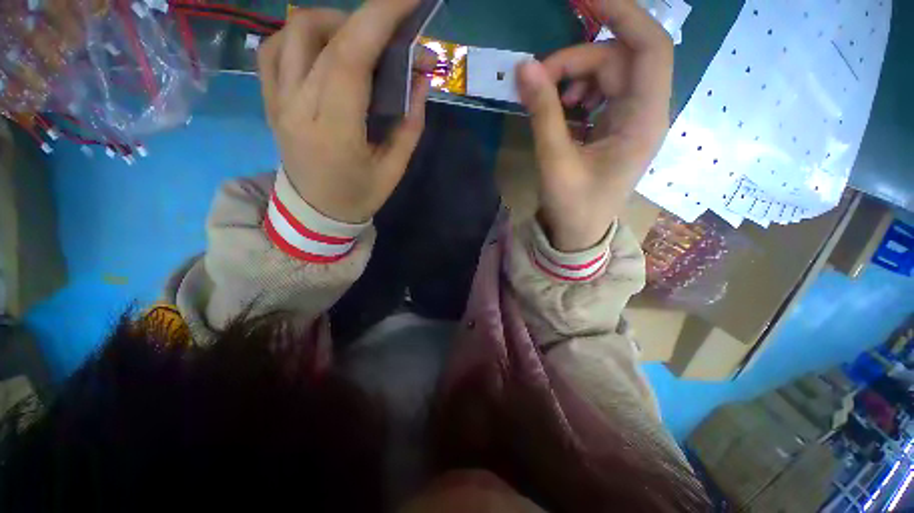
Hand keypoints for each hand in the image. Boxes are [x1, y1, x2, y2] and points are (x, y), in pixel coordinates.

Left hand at [257, 0, 430, 222]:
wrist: (317, 211)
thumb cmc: (360, 195)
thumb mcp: (394, 168)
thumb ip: (411, 123)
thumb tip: (421, 77)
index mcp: (335, 132)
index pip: (350, 58)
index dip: (379, 18)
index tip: (408, 0)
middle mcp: (298, 107)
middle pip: (322, 35)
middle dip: (366, 20)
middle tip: (392, 34)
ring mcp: (277, 100)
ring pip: (294, 32)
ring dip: (332, 23)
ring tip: (359, 43)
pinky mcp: (269, 99)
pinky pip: (274, 48)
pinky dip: (301, 35)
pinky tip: (323, 49)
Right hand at [516, 0, 673, 251]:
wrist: (579, 233)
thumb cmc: (573, 206)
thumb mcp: (555, 161)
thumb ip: (543, 113)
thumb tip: (524, 68)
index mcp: (643, 121)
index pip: (649, 47)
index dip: (622, 14)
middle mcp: (644, 112)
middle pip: (616, 59)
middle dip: (574, 60)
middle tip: (536, 79)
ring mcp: (629, 119)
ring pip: (606, 73)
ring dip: (573, 76)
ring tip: (548, 99)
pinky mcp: (613, 126)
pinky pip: (599, 92)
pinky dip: (576, 92)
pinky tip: (561, 108)